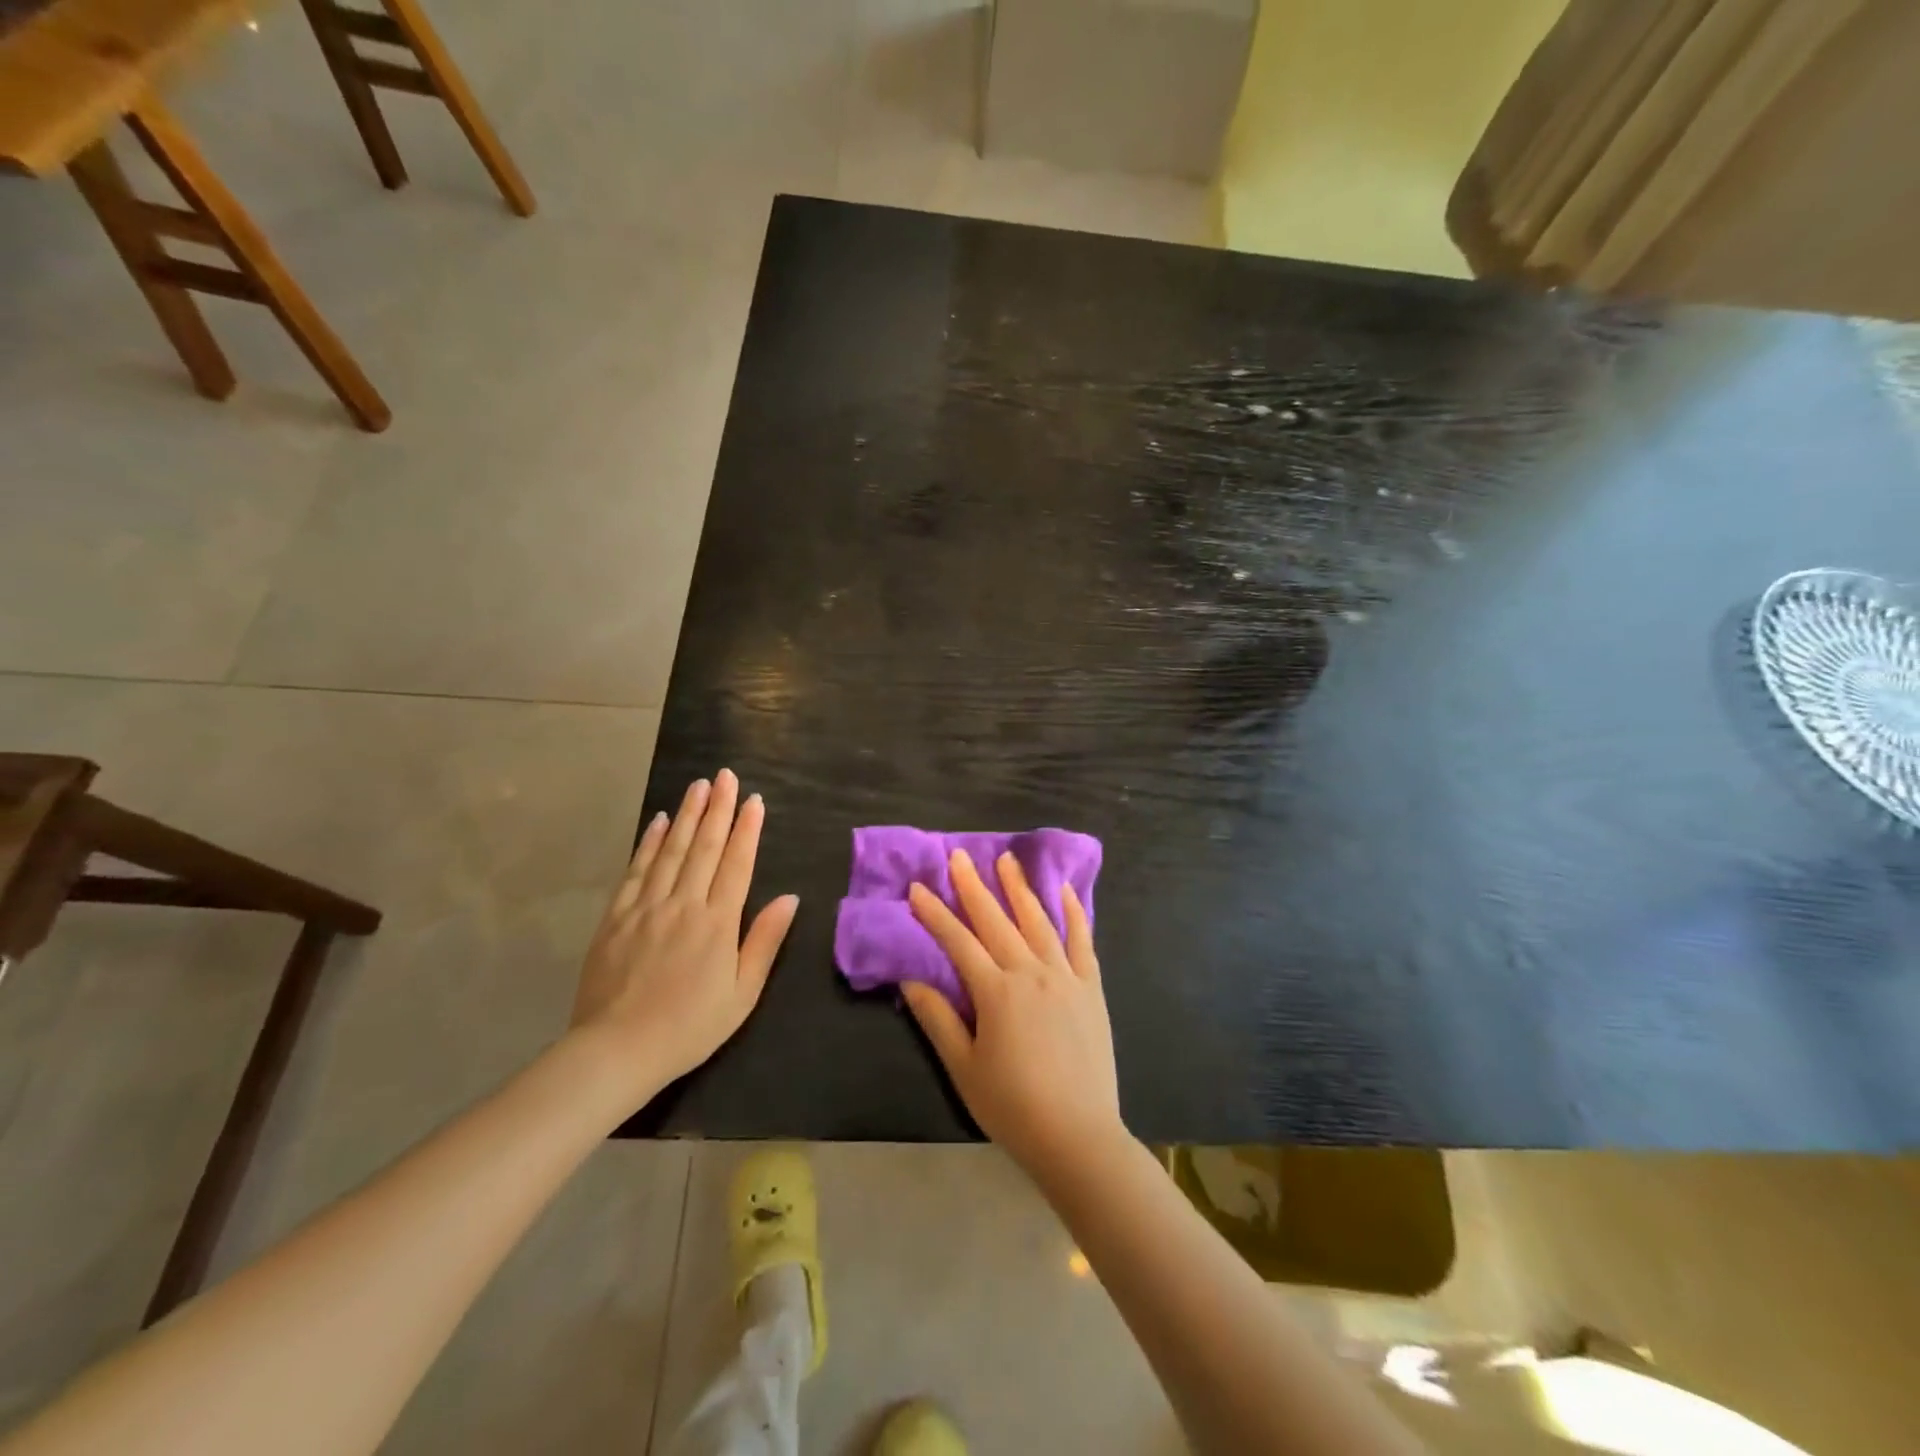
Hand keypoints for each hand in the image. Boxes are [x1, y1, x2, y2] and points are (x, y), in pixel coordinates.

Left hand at [571, 770, 798, 1100]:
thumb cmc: (690, 1027)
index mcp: (717, 923)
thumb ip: (764, 941)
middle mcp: (684, 904)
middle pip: (705, 847)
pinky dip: (650, 843)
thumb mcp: (742, 993)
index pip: (737, 863)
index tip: (754, 800)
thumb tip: (790, 898)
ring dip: (687, 815)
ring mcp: (647, 907)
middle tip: (726, 776)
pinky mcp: (616, 917)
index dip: (747, 829)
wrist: (616, 1051)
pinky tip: (659, 822)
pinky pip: (636, 870)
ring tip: (698, 786)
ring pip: (671, 851)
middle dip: (718, 808)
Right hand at [903, 849, 1124, 1174]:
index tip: (918, 888)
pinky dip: (1073, 913)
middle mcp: (1031, 972)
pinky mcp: (1091, 988)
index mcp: (997, 991)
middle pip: (997, 920)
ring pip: (1038, 921)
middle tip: (959, 856)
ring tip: (1007, 859)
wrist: (1078, 1135)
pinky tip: (1065, 891)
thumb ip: (937, 1019)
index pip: (958, 941)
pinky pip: (1082, 941)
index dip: (935, 914)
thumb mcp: (964, 1067)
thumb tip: (910, 980)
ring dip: (1020, 888)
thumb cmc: (1013, 1106)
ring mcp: (1066, 976)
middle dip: (974, 886)